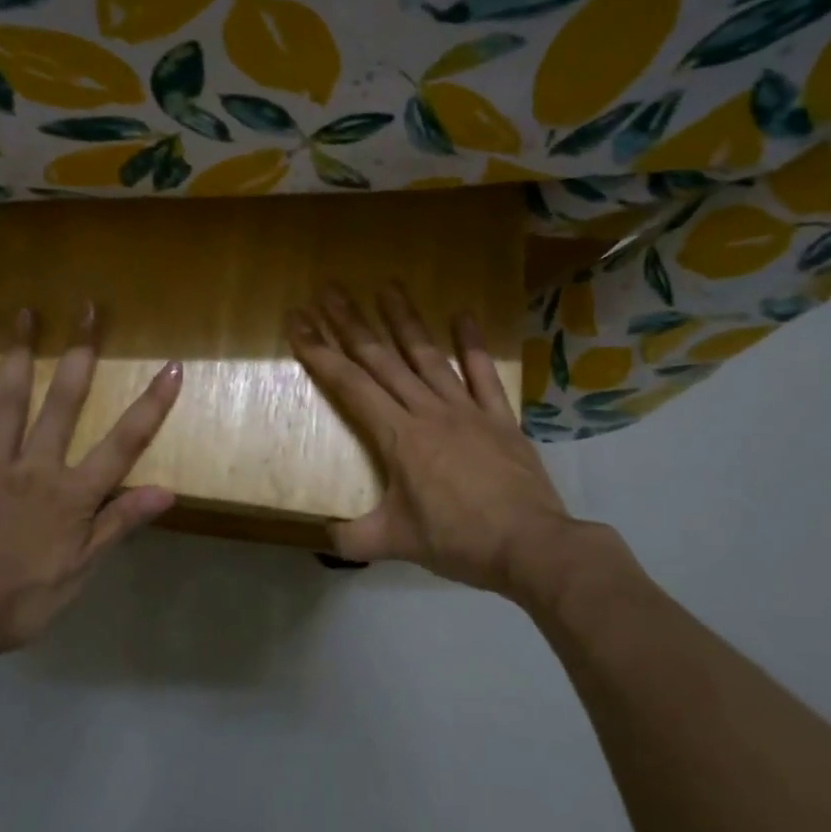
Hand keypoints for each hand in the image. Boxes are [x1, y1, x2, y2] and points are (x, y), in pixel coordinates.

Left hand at [0, 305, 180, 666]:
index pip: (123, 442)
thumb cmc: (20, 597)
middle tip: (87, 309)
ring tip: (24, 315)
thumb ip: (119, 524)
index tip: (171, 367)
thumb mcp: (81, 571)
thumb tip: (167, 490)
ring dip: (21, 356)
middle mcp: (37, 465)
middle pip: (64, 402)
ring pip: (10, 401)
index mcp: (73, 493)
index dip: (151, 405)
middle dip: (80, 354)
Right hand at [288, 284, 573, 599]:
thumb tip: (325, 534)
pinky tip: (463, 314)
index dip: (320, 352)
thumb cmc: (458, 541)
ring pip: (428, 356)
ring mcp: (466, 410)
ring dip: (405, 320)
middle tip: (331, 289)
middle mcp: (428, 411)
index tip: (300, 321)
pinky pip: (482, 373)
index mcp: (399, 437)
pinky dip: (472, 344)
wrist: (530, 545)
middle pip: (382, 360)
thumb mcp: (396, 543)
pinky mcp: (499, 417)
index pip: (350, 385)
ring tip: (387, 286)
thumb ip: (353, 538)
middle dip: (352, 323)